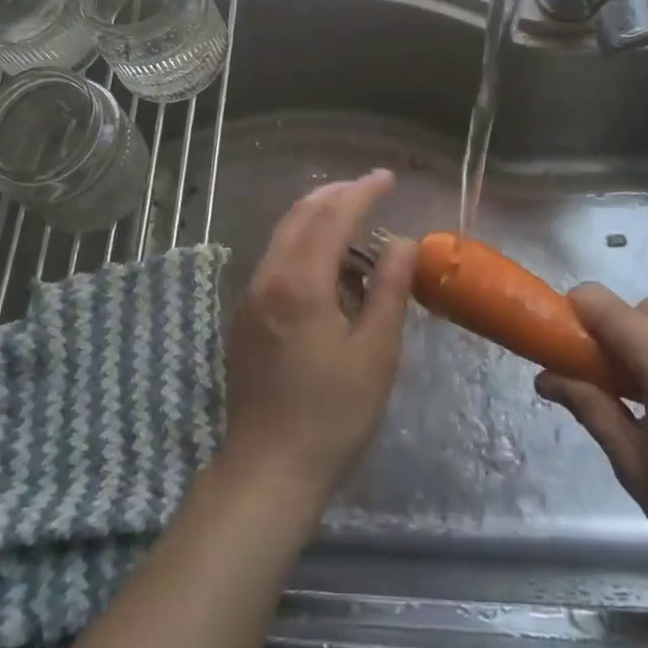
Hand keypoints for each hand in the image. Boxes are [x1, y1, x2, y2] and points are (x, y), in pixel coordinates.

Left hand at [220, 170, 413, 508]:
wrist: (268, 470)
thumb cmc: (333, 414)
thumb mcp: (376, 352)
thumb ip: (389, 289)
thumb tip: (403, 241)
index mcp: (299, 283)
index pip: (333, 218)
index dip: (362, 192)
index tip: (387, 177)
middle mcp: (267, 278)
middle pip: (300, 216)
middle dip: (336, 195)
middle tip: (370, 188)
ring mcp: (250, 297)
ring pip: (283, 236)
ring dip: (318, 218)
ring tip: (354, 219)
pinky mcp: (245, 317)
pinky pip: (276, 260)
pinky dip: (303, 244)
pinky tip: (327, 264)